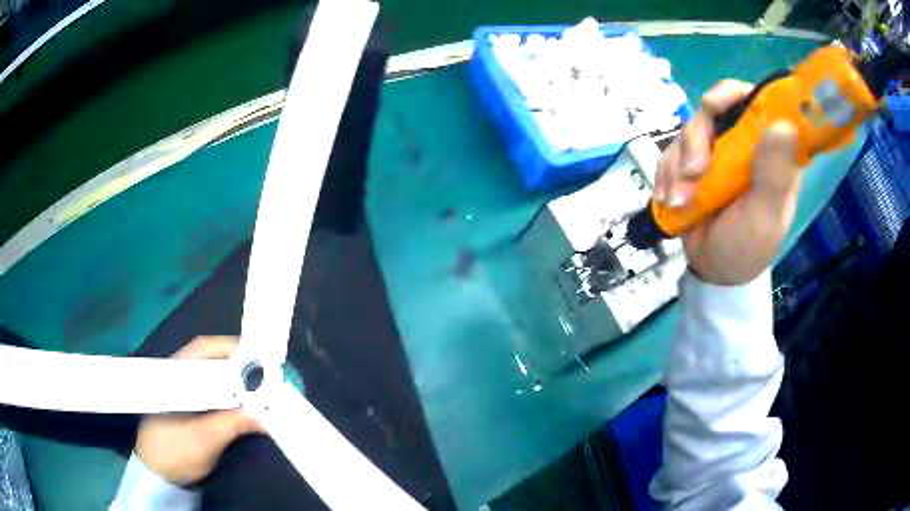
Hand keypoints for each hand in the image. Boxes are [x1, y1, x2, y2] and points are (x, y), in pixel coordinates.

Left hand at [135, 336, 262, 485]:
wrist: (158, 475)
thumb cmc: (174, 452)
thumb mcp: (204, 440)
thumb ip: (232, 424)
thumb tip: (265, 415)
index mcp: (175, 374)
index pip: (204, 350)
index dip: (232, 349)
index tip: (260, 357)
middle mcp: (178, 375)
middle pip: (211, 360)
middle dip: (239, 365)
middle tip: (266, 375)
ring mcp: (183, 390)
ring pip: (212, 375)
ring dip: (236, 380)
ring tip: (260, 388)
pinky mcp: (189, 405)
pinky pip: (212, 391)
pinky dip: (229, 393)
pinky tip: (243, 403)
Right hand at [655, 80, 800, 285]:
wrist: (714, 270)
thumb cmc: (747, 246)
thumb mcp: (765, 216)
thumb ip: (774, 174)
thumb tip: (781, 124)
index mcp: (770, 150)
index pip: (755, 101)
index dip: (733, 95)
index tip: (714, 108)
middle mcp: (743, 142)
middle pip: (713, 110)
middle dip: (696, 139)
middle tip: (693, 173)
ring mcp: (716, 150)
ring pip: (688, 130)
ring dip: (677, 165)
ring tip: (679, 202)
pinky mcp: (692, 162)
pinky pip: (670, 151)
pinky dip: (666, 175)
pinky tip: (670, 200)